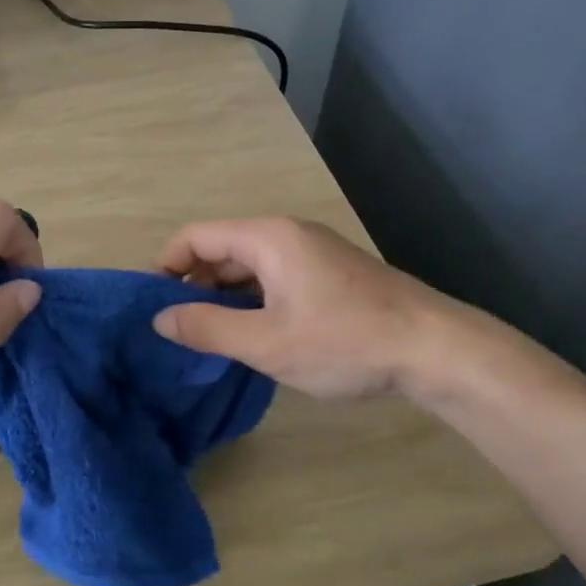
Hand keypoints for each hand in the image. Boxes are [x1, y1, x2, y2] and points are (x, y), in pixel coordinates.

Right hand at [152, 217, 455, 399]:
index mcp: (268, 238)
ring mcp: (313, 254)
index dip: (165, 265)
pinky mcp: (330, 276)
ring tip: (208, 337)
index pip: (196, 236)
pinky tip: (251, 335)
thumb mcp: (266, 342)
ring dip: (222, 296)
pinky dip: (251, 301)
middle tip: (176, 328)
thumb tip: (160, 318)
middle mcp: (288, 235)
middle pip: (221, 249)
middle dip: (192, 284)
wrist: (435, 349)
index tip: (150, 304)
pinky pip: (274, 279)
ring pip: (249, 267)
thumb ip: (207, 328)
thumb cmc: (344, 341)